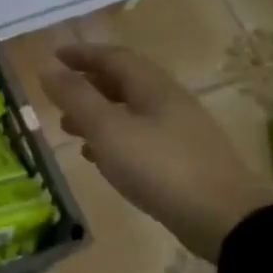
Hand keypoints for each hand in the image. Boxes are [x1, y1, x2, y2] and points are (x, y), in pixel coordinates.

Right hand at [42, 42, 272, 263]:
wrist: (225, 218)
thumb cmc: (160, 167)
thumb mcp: (109, 130)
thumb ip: (76, 98)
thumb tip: (48, 70)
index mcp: (152, 86)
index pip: (113, 57)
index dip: (82, 54)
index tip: (54, 56)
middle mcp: (168, 101)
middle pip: (123, 82)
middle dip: (87, 85)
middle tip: (58, 95)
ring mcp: (178, 130)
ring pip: (130, 111)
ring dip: (97, 114)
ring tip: (68, 128)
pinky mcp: (182, 159)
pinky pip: (140, 137)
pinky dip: (113, 139)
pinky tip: (98, 157)